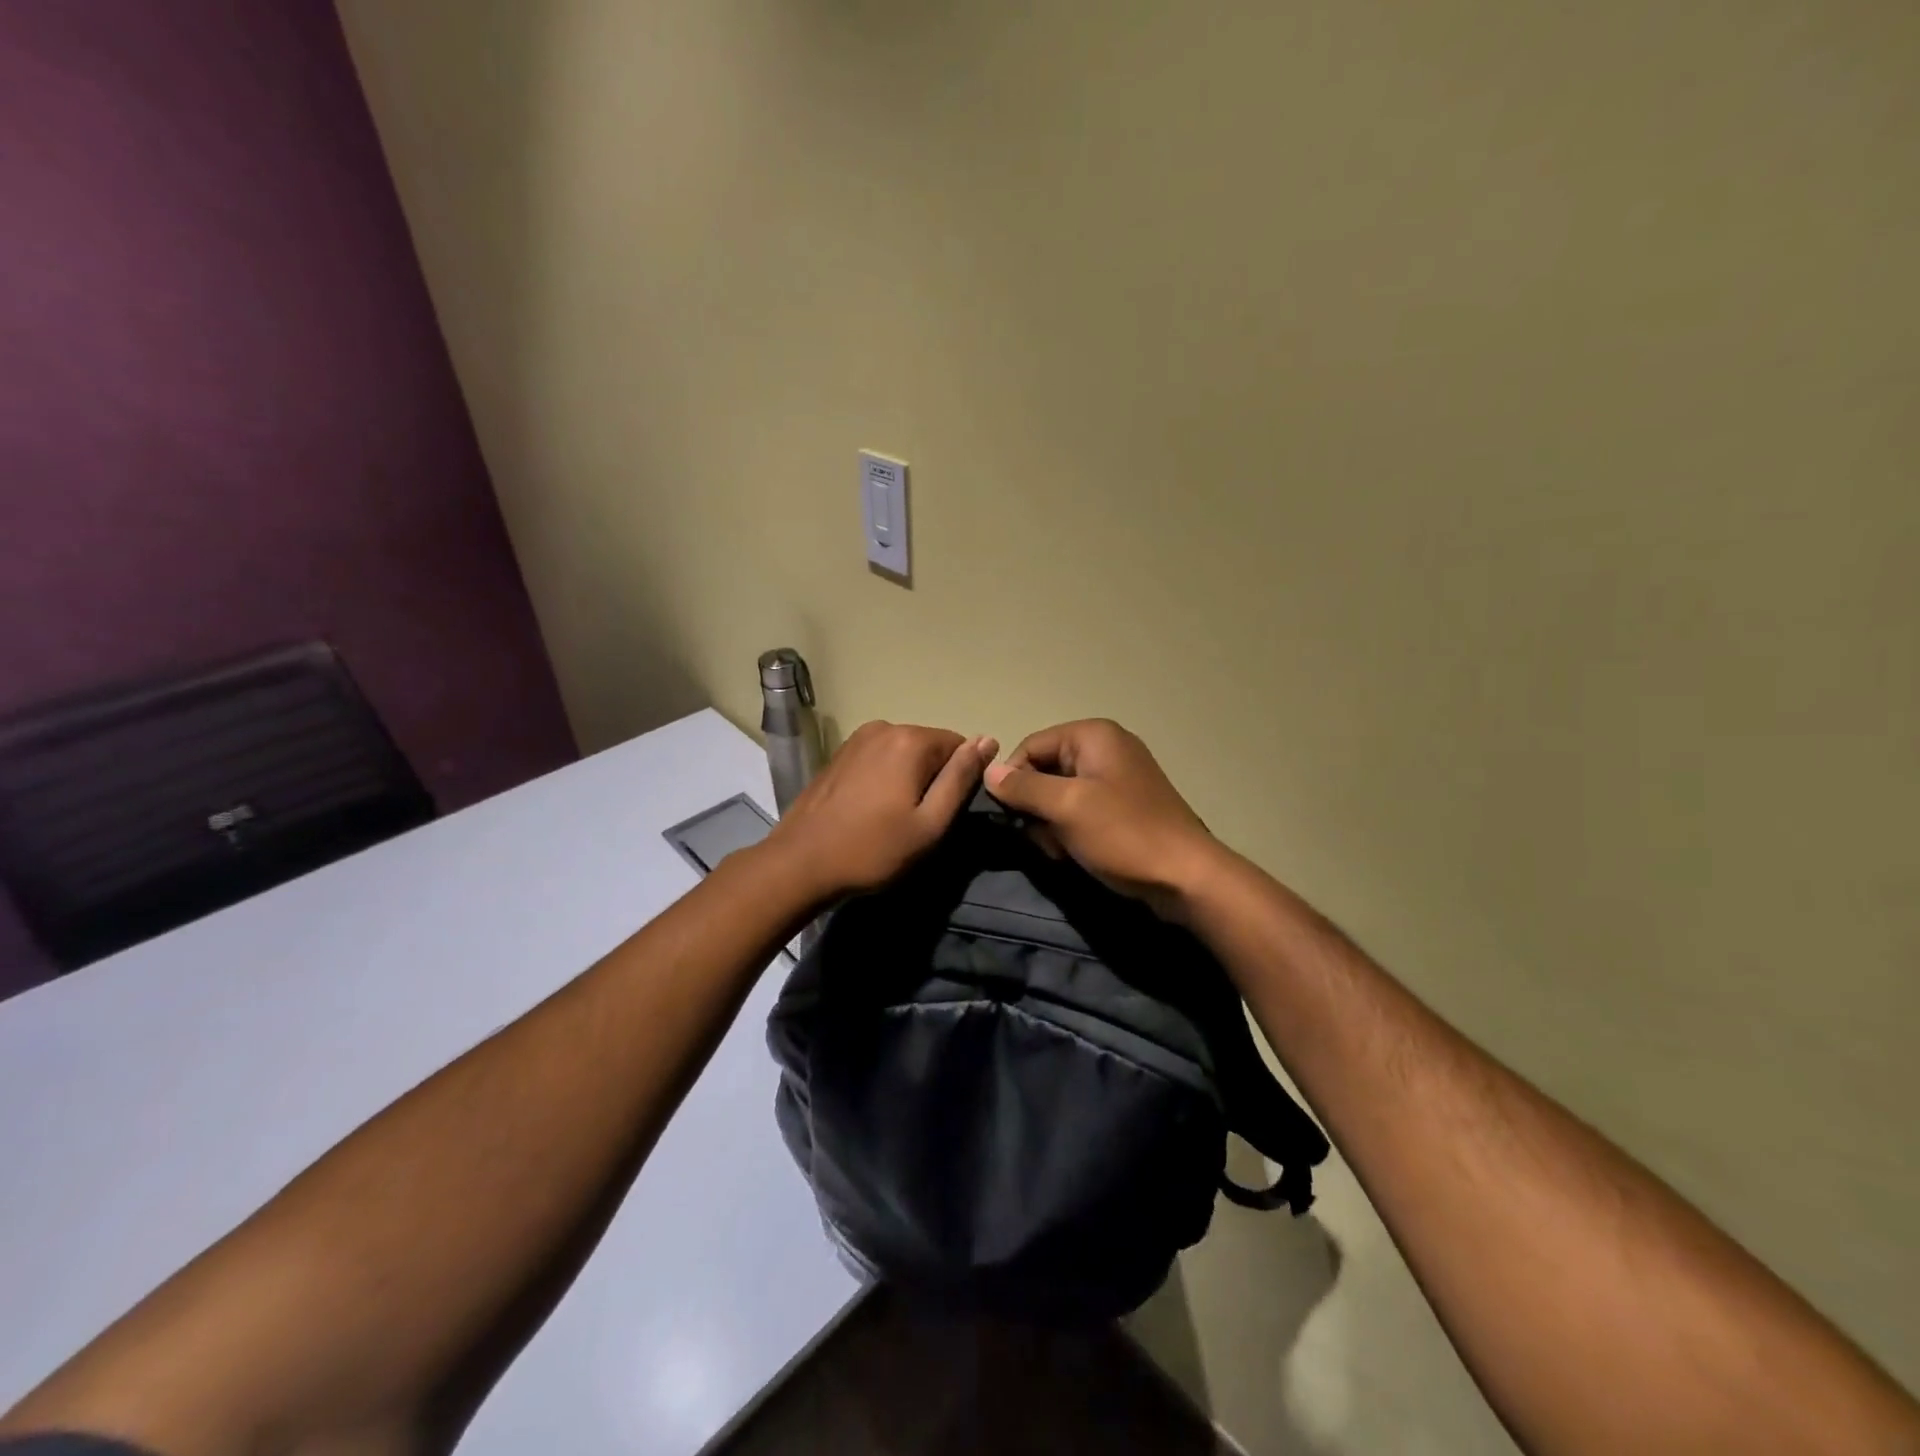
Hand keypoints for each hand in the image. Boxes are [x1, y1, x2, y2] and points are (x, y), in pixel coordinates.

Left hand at [765, 721, 997, 901]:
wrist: (800, 862)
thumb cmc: (873, 849)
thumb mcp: (930, 823)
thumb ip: (961, 778)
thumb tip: (988, 740)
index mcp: (911, 740)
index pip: (960, 746)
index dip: (959, 782)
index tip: (942, 815)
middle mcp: (885, 726)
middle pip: (931, 748)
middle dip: (933, 779)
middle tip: (918, 823)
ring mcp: (857, 738)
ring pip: (904, 754)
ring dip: (908, 780)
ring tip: (893, 819)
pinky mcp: (839, 754)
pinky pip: (880, 758)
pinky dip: (885, 779)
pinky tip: (871, 810)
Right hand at [983, 719, 1219, 917]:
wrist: (1187, 877)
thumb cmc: (1123, 834)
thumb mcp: (1066, 807)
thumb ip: (1023, 787)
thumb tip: (989, 771)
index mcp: (1093, 735)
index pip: (1030, 746)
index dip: (1013, 780)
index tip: (1010, 817)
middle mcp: (1105, 748)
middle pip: (1044, 771)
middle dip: (1036, 807)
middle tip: (1044, 838)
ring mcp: (1117, 778)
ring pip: (1059, 796)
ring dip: (1052, 825)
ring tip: (1063, 850)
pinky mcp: (1124, 807)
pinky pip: (1081, 811)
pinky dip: (1072, 831)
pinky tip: (1077, 854)